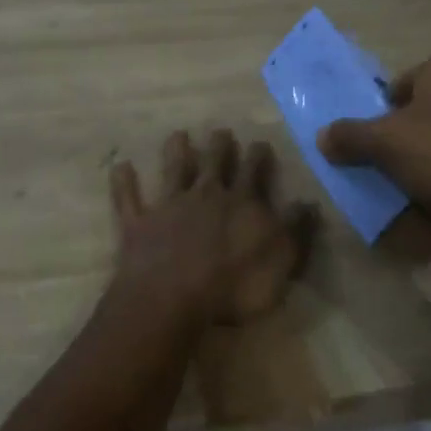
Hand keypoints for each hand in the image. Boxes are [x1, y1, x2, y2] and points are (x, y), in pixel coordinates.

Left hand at [110, 130, 317, 324]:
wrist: (173, 298)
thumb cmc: (234, 286)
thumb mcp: (281, 261)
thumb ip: (296, 230)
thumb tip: (309, 202)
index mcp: (241, 203)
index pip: (253, 171)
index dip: (258, 156)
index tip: (260, 142)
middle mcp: (205, 195)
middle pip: (214, 163)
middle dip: (219, 146)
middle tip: (221, 131)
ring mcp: (169, 206)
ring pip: (174, 170)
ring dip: (176, 151)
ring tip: (178, 134)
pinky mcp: (139, 224)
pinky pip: (129, 198)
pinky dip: (124, 182)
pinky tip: (121, 166)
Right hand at [316, 51, 430, 277]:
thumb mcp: (387, 145)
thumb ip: (350, 136)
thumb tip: (323, 136)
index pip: (397, 89)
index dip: (378, 121)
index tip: (372, 154)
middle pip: (422, 116)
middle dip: (403, 148)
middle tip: (389, 177)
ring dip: (428, 170)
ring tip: (416, 201)